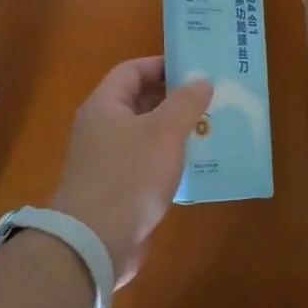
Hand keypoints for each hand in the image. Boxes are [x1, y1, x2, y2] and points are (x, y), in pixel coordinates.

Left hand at [52, 58, 212, 284]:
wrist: (95, 243)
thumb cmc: (129, 176)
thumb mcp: (163, 132)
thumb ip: (185, 102)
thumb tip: (202, 81)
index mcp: (104, 106)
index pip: (132, 71)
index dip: (161, 65)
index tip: (194, 69)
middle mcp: (102, 129)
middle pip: (140, 101)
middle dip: (174, 98)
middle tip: (210, 97)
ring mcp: (108, 160)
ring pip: (146, 134)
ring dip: (176, 130)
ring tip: (211, 127)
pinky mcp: (119, 189)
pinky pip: (148, 163)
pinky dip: (170, 159)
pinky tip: (197, 165)